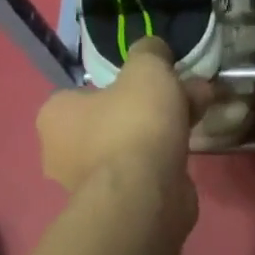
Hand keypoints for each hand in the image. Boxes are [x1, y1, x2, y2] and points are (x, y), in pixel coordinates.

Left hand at [37, 38, 209, 223]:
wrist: (145, 195)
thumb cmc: (135, 124)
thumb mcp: (147, 69)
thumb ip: (149, 52)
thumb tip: (154, 48)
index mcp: (55, 115)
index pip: (86, 90)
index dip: (122, 83)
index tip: (151, 81)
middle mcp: (61, 152)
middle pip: (112, 117)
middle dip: (151, 106)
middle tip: (185, 95)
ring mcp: (87, 184)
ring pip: (130, 144)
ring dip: (162, 130)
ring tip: (199, 116)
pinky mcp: (115, 205)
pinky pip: (141, 171)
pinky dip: (164, 158)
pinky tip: (191, 148)